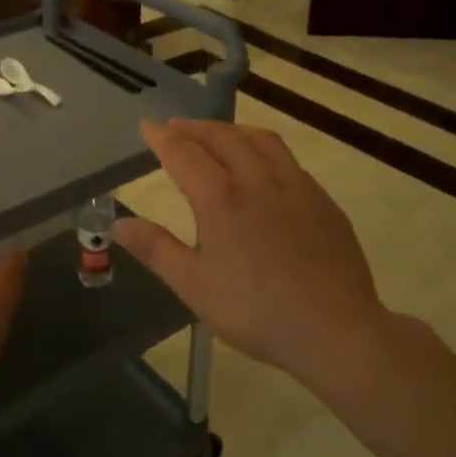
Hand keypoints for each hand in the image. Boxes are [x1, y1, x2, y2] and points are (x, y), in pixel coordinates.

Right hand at [114, 118, 388, 396]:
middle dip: (194, 128)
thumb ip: (156, 249)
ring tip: (217, 134)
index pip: (183, 153)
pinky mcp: (322, 200)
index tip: (147, 126)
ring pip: (260, 140)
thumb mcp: (194, 287)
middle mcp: (257, 180)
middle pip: (221, 137)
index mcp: (220, 199)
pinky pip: (287, 159)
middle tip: (176, 127)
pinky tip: (263, 167)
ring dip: (231, 130)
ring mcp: (295, 186)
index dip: (162, 138)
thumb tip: (119, 224)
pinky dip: (263, 149)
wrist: (336, 330)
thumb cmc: (256, 312)